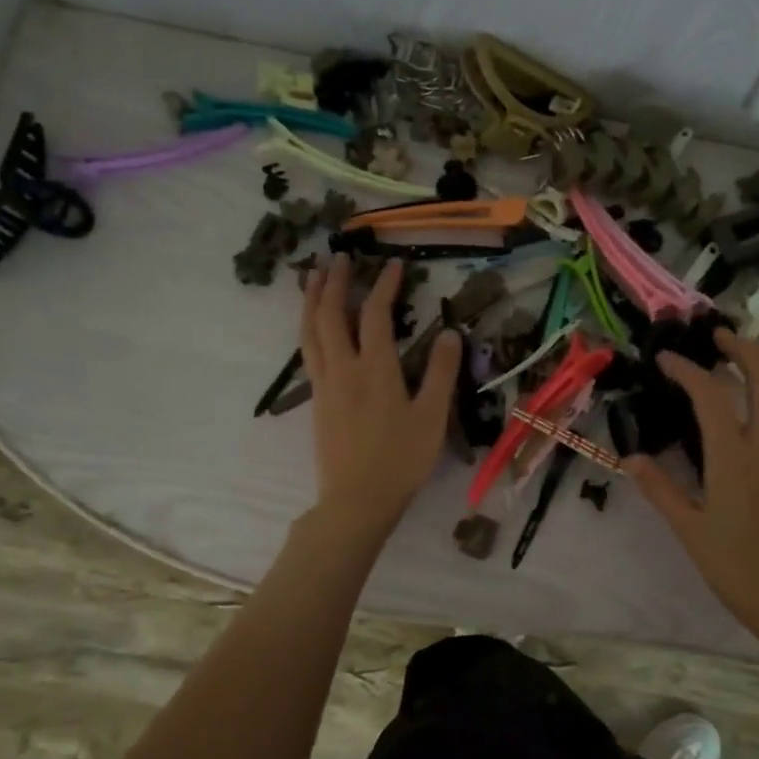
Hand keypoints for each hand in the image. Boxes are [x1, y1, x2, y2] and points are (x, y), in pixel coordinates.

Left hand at [300, 254, 461, 535]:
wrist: (357, 501)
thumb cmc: (401, 460)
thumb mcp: (432, 417)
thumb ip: (440, 373)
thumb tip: (450, 333)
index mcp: (375, 369)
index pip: (375, 315)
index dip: (384, 286)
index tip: (394, 265)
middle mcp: (343, 369)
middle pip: (330, 315)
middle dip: (335, 282)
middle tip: (340, 257)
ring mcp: (325, 385)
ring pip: (310, 332)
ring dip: (312, 300)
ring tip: (314, 277)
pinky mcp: (317, 402)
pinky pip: (308, 353)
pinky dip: (309, 328)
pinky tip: (315, 328)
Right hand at [624, 329, 758, 649]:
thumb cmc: (737, 568)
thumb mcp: (689, 530)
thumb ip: (659, 488)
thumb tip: (629, 458)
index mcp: (734, 457)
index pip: (710, 395)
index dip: (686, 370)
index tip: (666, 360)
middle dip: (742, 347)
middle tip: (718, 339)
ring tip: (753, 354)